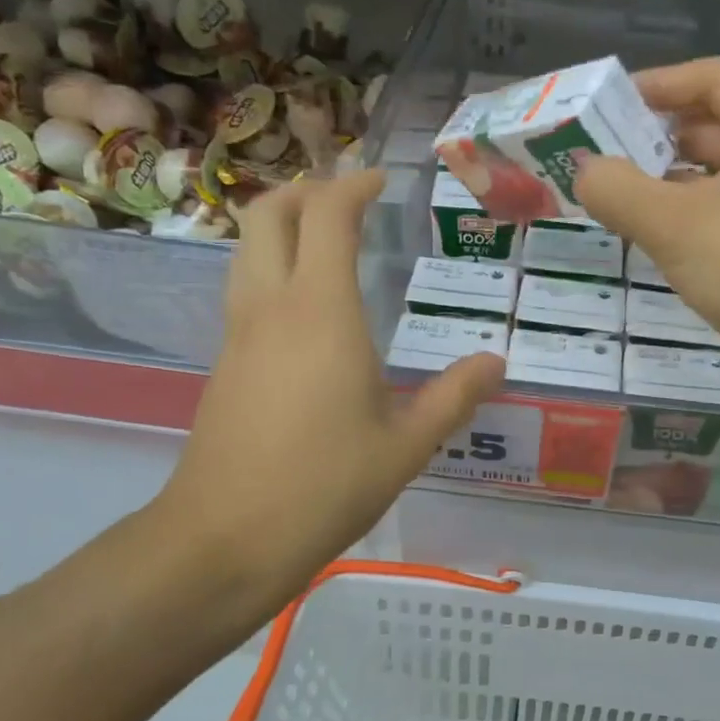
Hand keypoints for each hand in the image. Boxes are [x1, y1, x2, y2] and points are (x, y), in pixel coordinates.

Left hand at [158, 171, 504, 600]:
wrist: (224, 539)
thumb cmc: (324, 485)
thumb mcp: (406, 446)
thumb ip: (454, 396)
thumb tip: (495, 363)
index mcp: (321, 311)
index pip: (328, 215)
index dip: (354, 185)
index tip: (382, 182)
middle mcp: (272, 306)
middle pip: (269, 212)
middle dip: (307, 190)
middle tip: (350, 202)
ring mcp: (239, 333)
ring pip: (248, 247)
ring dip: (283, 225)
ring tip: (329, 242)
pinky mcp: (225, 362)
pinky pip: (245, 287)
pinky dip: (273, 267)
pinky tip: (309, 309)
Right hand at [577, 57, 719, 402]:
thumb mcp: (673, 223)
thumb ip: (616, 188)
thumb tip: (582, 171)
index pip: (713, 78)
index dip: (656, 85)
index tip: (605, 105)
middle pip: (711, 123)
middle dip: (652, 138)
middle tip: (596, 155)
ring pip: (714, 171)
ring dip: (663, 180)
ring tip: (610, 194)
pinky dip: (684, 212)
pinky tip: (645, 231)